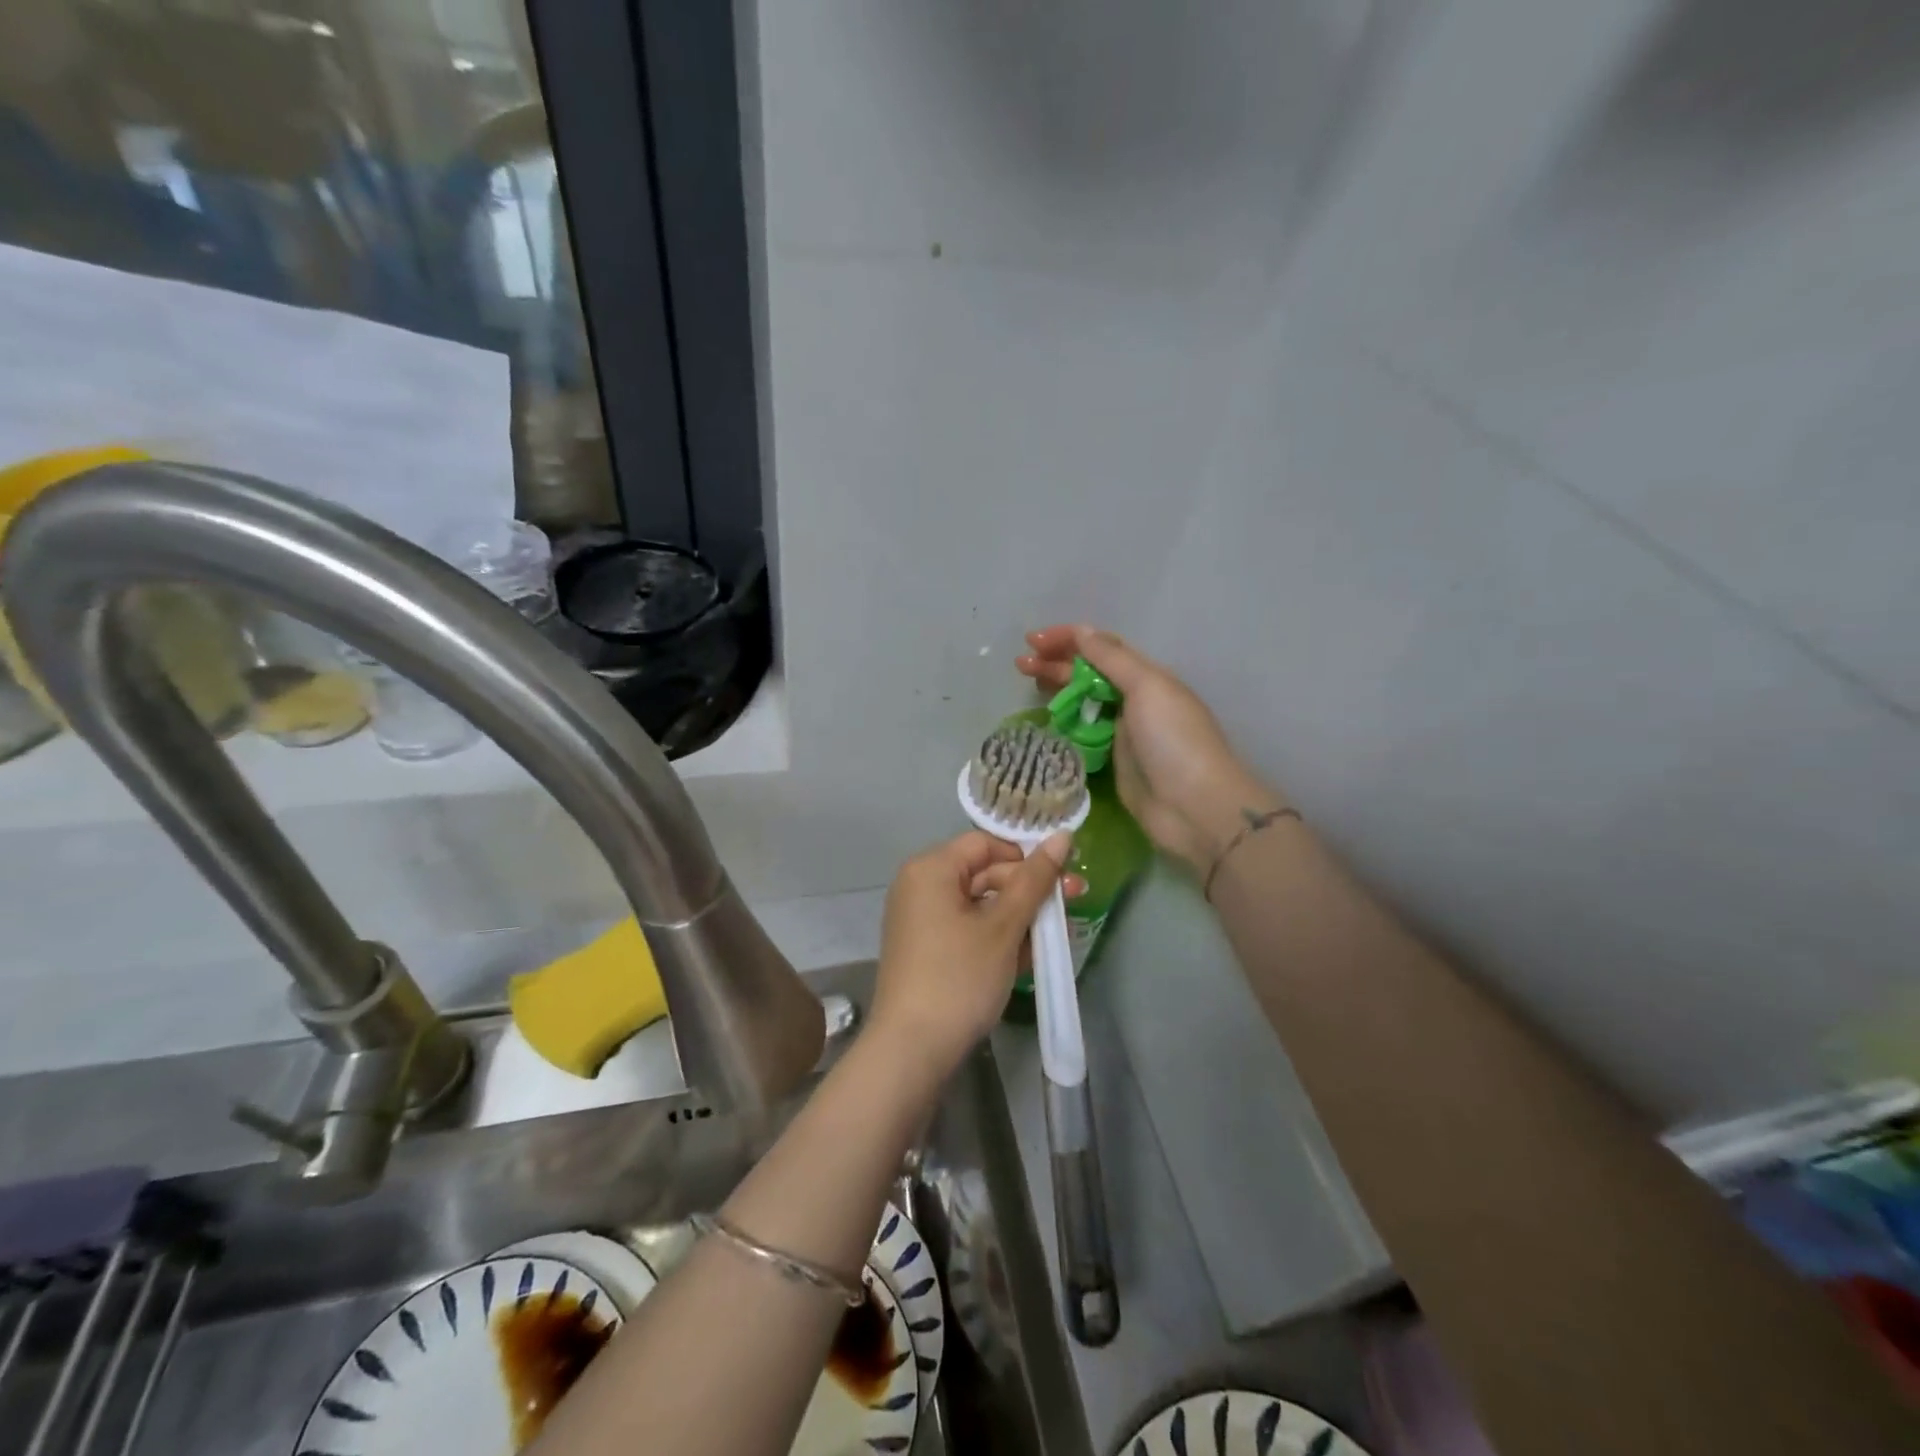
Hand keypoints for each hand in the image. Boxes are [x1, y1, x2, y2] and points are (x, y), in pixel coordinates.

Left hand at [869, 830, 1070, 1074]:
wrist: (912, 1050)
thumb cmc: (959, 977)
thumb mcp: (1003, 927)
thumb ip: (1034, 880)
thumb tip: (1063, 835)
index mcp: (931, 868)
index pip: (986, 843)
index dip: (1026, 857)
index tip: (1062, 878)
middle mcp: (920, 886)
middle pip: (984, 873)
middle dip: (1028, 891)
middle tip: (1072, 905)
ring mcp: (921, 919)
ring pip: (980, 904)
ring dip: (1018, 918)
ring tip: (1056, 937)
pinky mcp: (926, 948)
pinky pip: (967, 928)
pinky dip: (997, 937)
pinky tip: (1029, 956)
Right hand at [1017, 624, 1285, 873]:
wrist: (1195, 808)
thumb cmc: (1174, 740)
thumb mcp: (1147, 687)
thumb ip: (1112, 659)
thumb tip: (1082, 631)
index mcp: (1147, 676)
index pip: (1102, 647)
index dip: (1068, 639)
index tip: (1032, 641)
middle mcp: (1135, 699)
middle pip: (1089, 673)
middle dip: (1055, 663)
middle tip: (1020, 665)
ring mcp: (1124, 732)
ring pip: (1083, 702)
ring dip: (1056, 689)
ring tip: (1026, 683)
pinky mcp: (1114, 762)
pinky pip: (1083, 734)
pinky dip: (1064, 723)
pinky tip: (1045, 720)